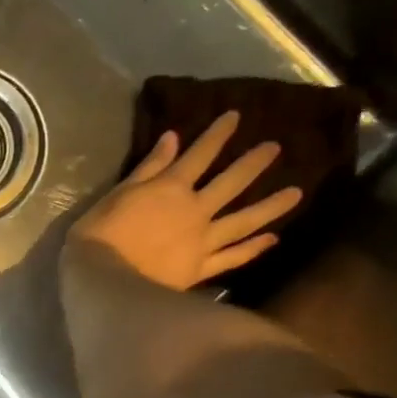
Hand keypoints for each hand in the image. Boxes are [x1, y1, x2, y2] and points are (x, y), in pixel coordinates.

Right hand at [68, 112, 302, 290]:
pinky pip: (233, 257)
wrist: (106, 280)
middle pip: (231, 183)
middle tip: (276, 148)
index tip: (236, 117)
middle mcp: (195, 210)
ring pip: (243, 220)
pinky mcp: (201, 268)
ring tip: (296, 193)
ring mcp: (203, 241)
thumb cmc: (101, 234)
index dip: (218, 134)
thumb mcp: (118, 194)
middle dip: (253, 163)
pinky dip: (252, 248)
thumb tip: (173, 138)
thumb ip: (149, 168)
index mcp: (171, 188)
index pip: (199, 154)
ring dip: (270, 206)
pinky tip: (271, 240)